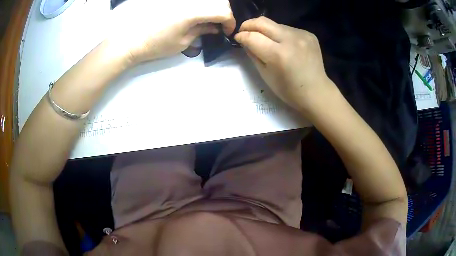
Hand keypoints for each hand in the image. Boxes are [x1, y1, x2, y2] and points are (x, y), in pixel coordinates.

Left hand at [108, 0, 235, 63]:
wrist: (130, 39)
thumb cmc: (156, 44)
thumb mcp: (183, 42)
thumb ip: (202, 30)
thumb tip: (216, 27)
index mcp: (193, 11)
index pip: (223, 11)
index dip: (230, 22)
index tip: (227, 31)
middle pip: (219, 0)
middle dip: (224, 12)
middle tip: (219, 24)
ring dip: (213, 7)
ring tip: (208, 18)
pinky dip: (201, 4)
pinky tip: (195, 13)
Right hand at [234, 17, 335, 112]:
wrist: (316, 92)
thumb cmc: (289, 90)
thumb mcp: (265, 74)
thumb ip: (253, 54)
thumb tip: (245, 40)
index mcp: (278, 54)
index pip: (252, 36)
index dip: (241, 36)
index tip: (237, 38)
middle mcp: (290, 40)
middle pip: (262, 22)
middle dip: (248, 25)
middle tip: (244, 31)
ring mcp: (302, 35)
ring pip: (275, 24)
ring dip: (266, 30)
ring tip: (267, 41)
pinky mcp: (309, 34)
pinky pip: (288, 29)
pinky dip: (281, 34)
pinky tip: (284, 44)